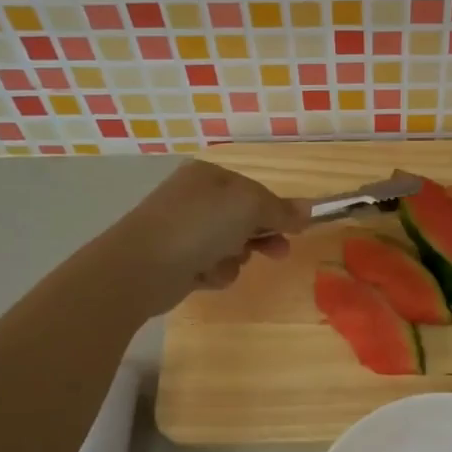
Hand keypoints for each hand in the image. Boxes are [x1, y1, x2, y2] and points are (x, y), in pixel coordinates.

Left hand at [110, 159, 309, 312]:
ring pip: (230, 246)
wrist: (141, 266)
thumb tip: (309, 209)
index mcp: (209, 176)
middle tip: (278, 253)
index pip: (255, 191)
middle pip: (244, 219)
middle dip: (261, 237)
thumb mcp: (249, 207)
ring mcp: (184, 229)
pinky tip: (203, 275)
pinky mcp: (177, 260)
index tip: (295, 230)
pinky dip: (214, 273)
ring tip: (222, 263)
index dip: (277, 211)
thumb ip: (281, 209)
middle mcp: (195, 198)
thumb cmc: (199, 226)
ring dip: (235, 258)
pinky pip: (211, 266)